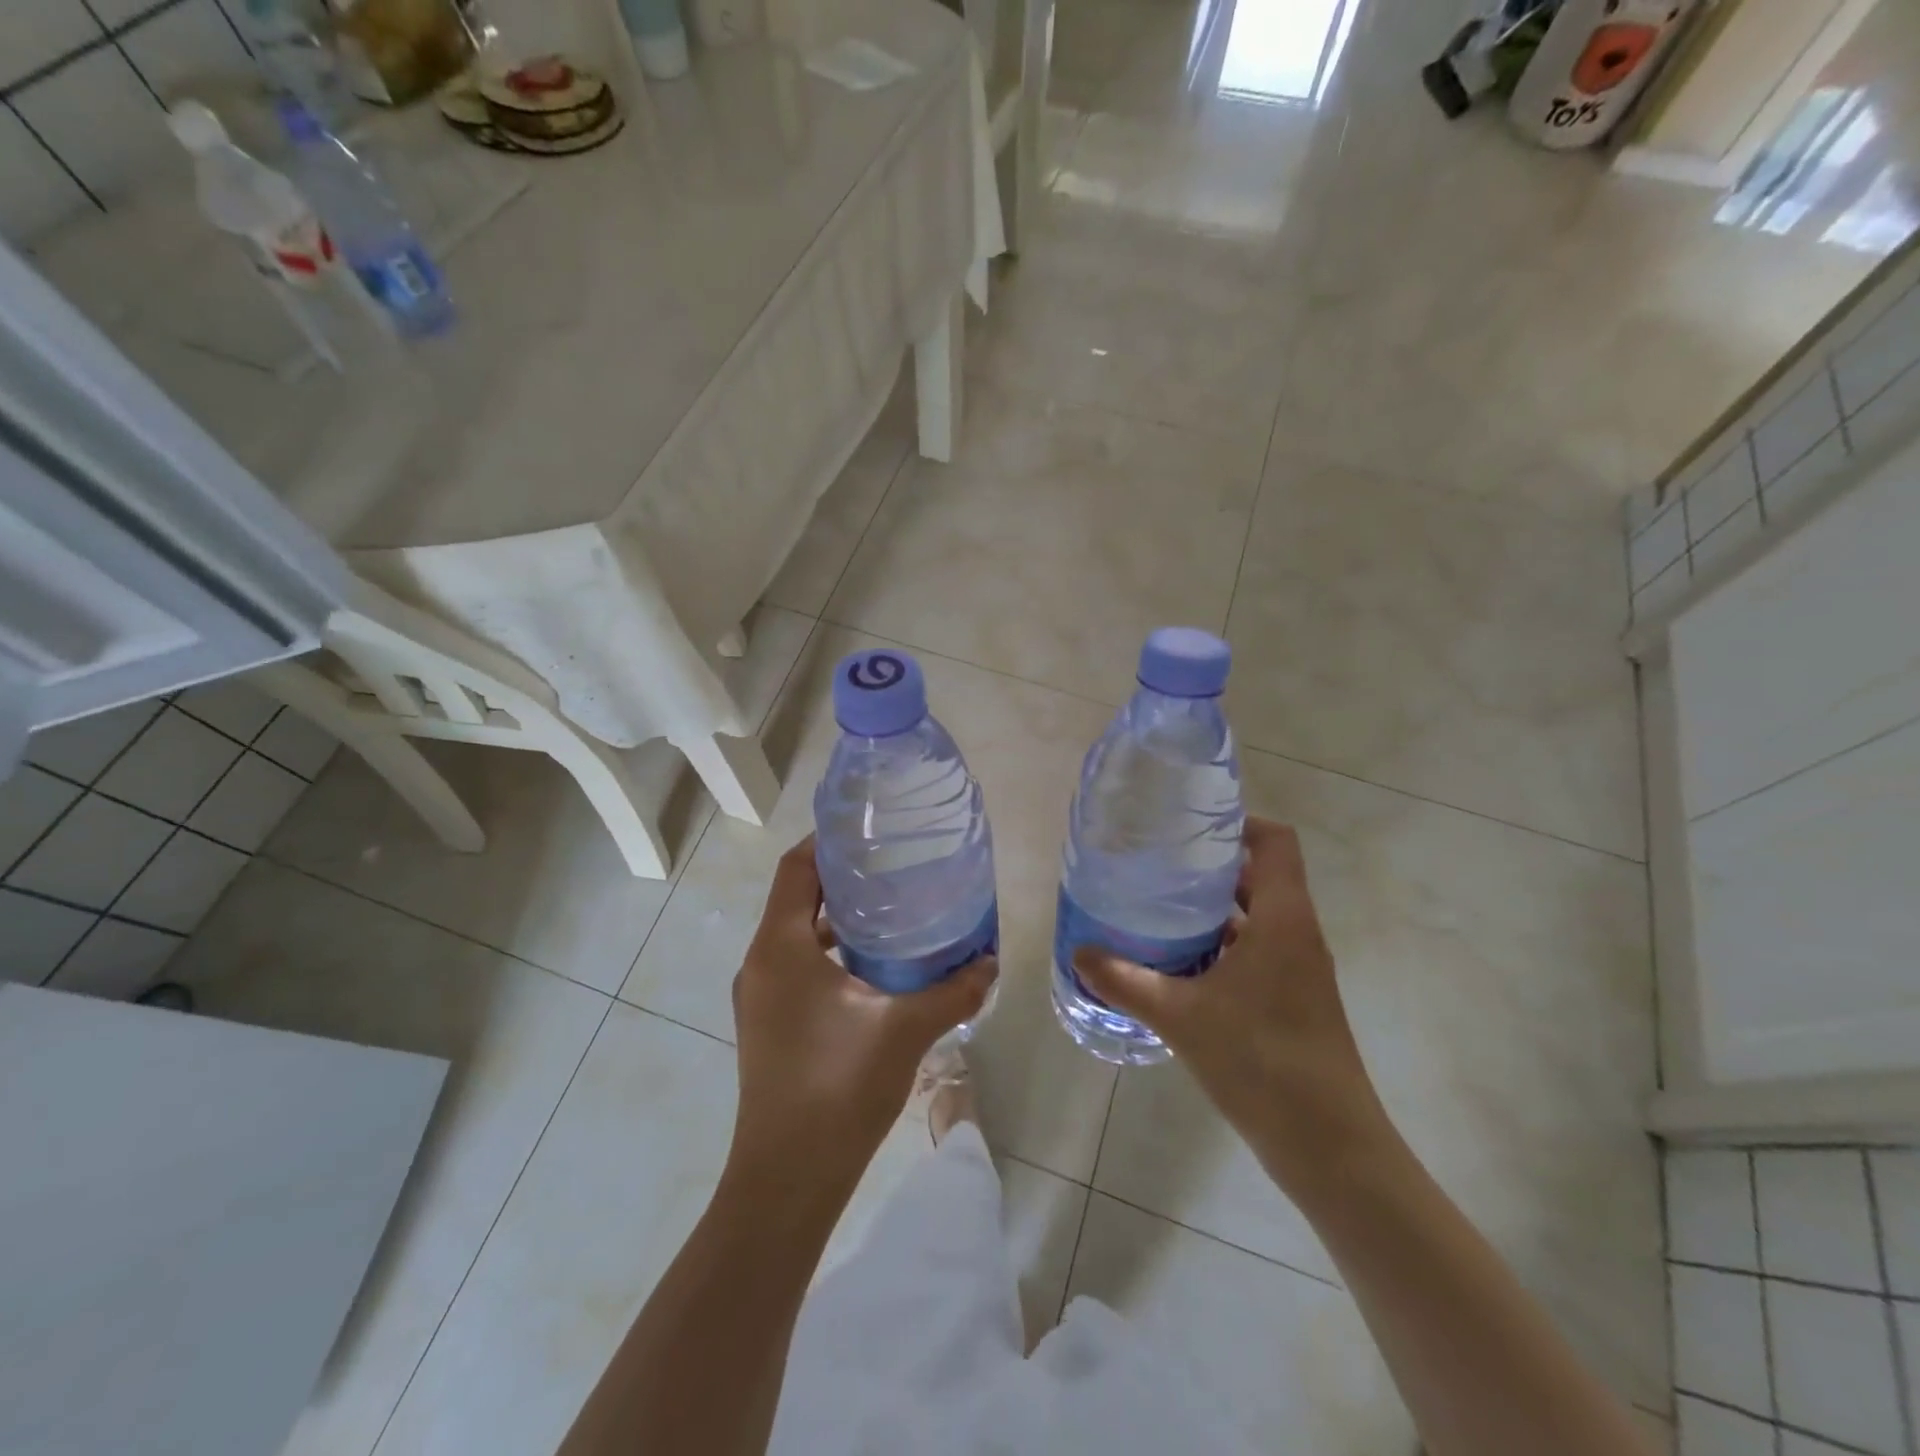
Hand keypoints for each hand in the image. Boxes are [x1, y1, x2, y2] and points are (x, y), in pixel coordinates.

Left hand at [728, 837, 995, 1193]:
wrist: (787, 1181)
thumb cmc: (839, 1088)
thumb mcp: (905, 1030)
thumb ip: (953, 991)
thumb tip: (992, 962)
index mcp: (781, 947)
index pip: (796, 868)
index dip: (828, 841)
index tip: (871, 827)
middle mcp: (761, 962)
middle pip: (796, 897)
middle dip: (841, 877)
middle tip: (894, 865)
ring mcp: (760, 996)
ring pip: (796, 934)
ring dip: (837, 918)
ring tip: (891, 910)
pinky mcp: (768, 1024)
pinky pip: (797, 966)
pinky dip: (830, 953)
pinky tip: (875, 968)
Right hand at [1072, 817, 1390, 1194]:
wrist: (1330, 1147)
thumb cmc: (1262, 1062)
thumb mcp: (1181, 1016)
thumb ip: (1126, 981)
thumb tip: (1079, 952)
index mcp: (1283, 920)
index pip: (1276, 842)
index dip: (1238, 823)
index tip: (1189, 826)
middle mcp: (1297, 934)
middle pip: (1261, 875)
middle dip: (1211, 865)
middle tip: (1158, 863)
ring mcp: (1299, 970)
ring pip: (1257, 916)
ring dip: (1214, 908)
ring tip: (1159, 907)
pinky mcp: (1294, 1000)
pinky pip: (1257, 951)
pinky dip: (1222, 945)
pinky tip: (1179, 964)